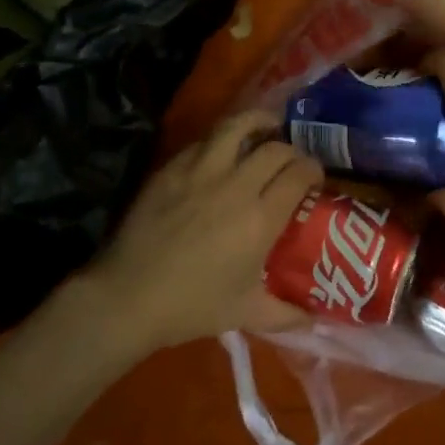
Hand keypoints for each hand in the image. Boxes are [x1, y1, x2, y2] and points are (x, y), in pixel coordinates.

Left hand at [82, 108, 323, 352]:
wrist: (128, 297)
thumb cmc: (191, 306)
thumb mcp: (246, 314)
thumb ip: (286, 315)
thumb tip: (316, 321)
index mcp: (260, 218)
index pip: (299, 174)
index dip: (313, 169)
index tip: (315, 178)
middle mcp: (236, 186)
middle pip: (275, 148)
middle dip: (291, 150)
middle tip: (292, 162)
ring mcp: (201, 172)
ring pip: (237, 126)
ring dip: (257, 122)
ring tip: (266, 127)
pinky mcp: (171, 169)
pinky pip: (203, 141)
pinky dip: (221, 139)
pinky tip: (222, 150)